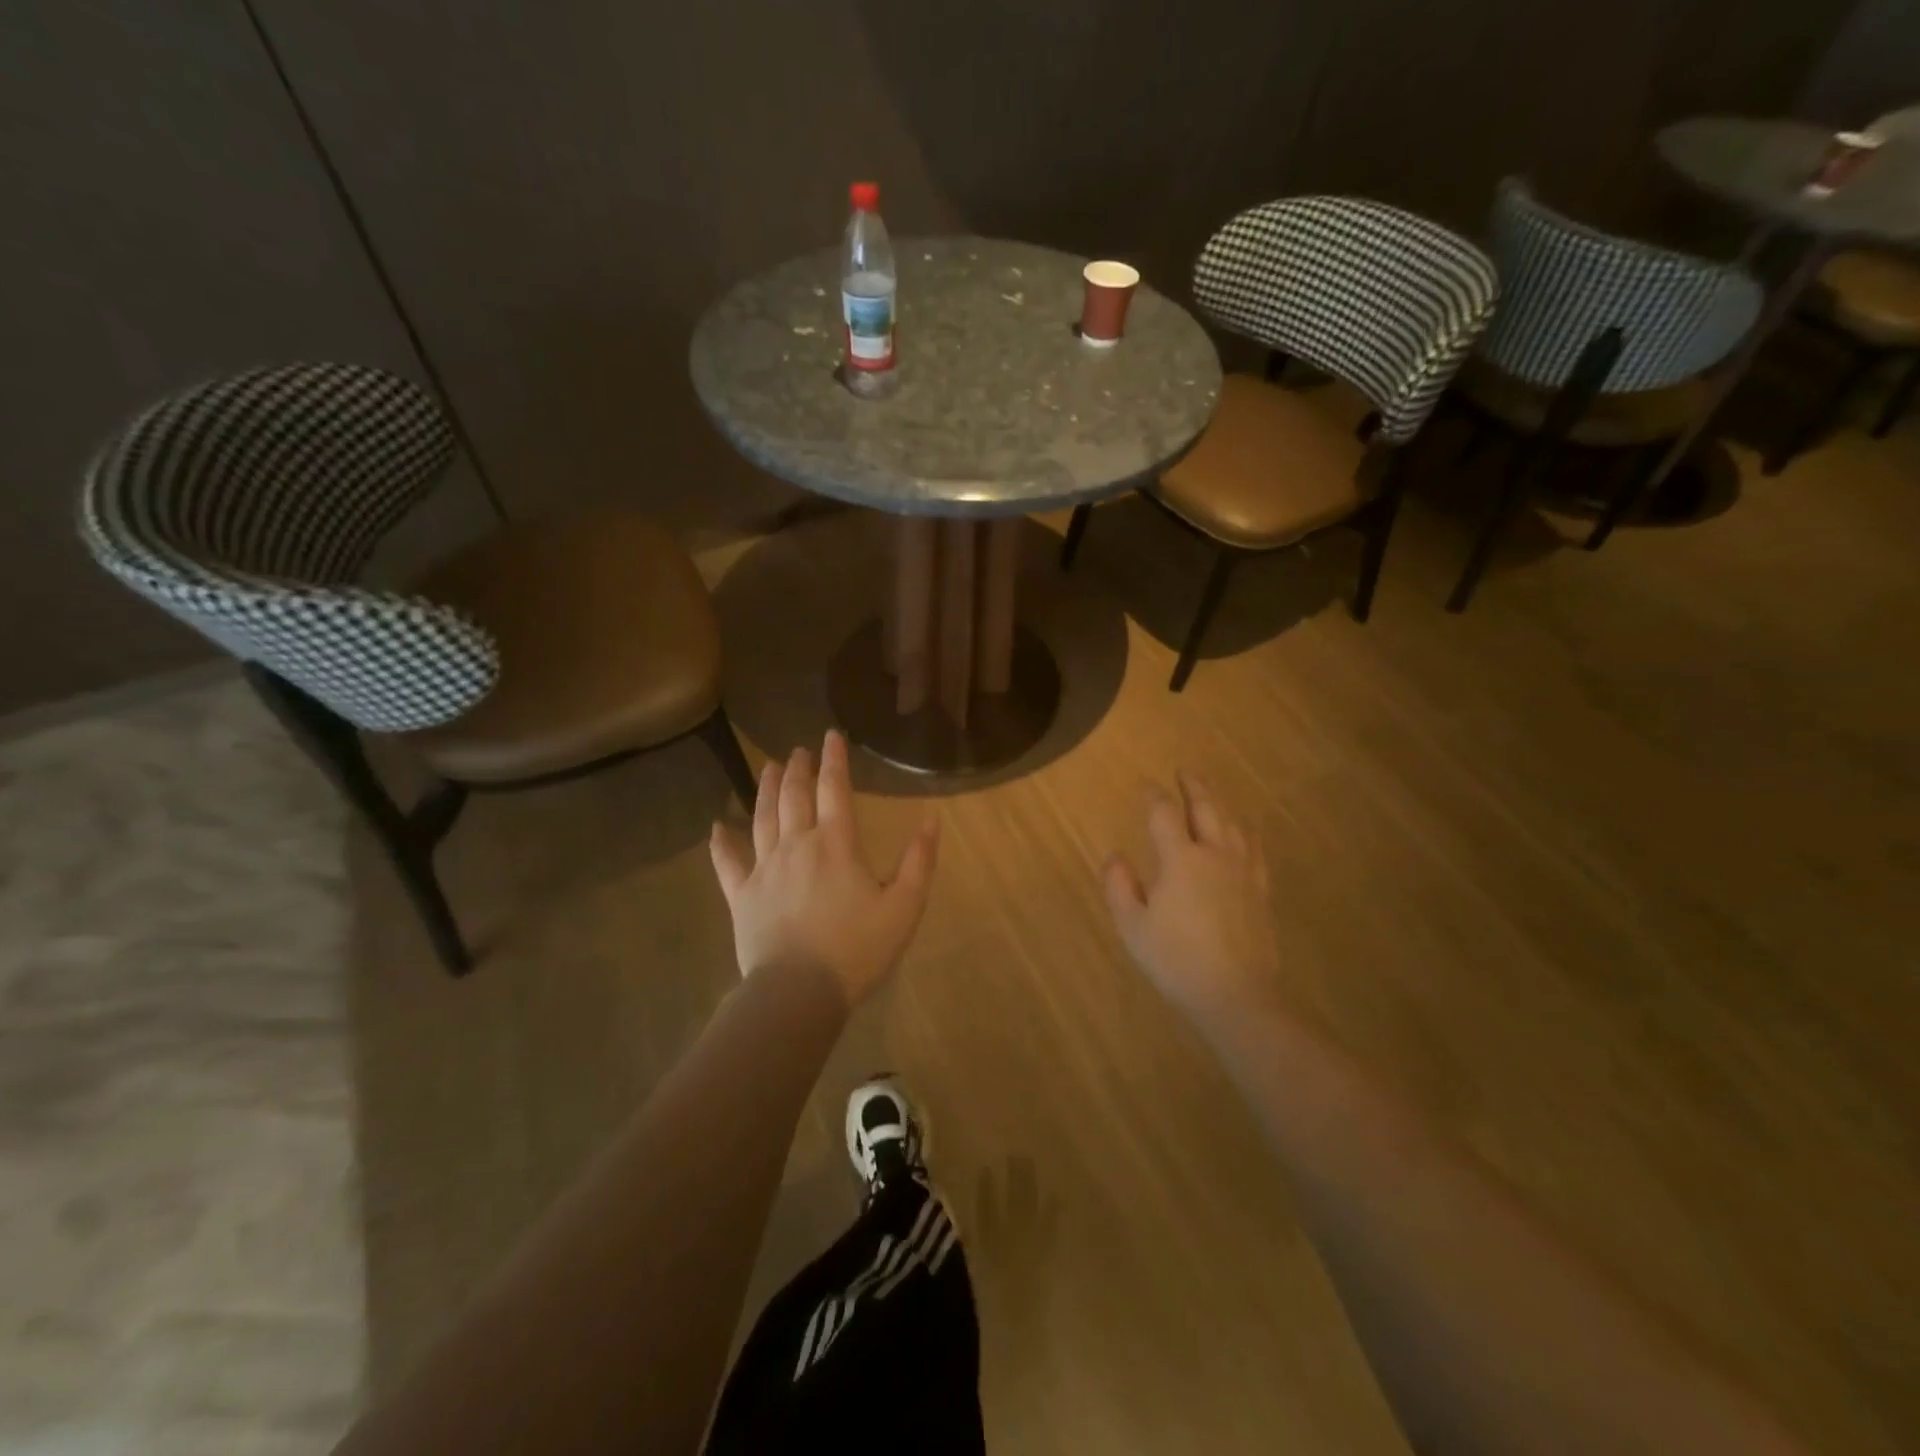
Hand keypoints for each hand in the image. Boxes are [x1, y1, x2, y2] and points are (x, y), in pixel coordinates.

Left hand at [709, 730, 939, 1006]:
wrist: (799, 991)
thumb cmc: (857, 948)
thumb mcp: (904, 907)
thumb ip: (919, 861)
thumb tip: (931, 820)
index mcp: (836, 844)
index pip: (834, 789)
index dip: (834, 760)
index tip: (831, 736)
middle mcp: (797, 845)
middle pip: (794, 796)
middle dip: (797, 769)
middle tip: (798, 750)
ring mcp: (765, 869)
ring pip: (762, 818)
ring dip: (765, 789)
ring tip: (768, 767)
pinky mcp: (741, 895)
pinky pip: (728, 863)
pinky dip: (721, 843)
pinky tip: (716, 826)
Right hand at [1102, 771, 1280, 1025]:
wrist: (1235, 994)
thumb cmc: (1175, 959)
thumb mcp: (1132, 925)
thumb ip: (1119, 885)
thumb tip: (1115, 855)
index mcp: (1180, 859)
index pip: (1164, 814)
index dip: (1153, 795)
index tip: (1145, 785)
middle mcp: (1215, 854)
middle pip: (1206, 808)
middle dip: (1194, 786)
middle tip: (1185, 770)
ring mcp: (1243, 872)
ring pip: (1233, 824)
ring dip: (1219, 803)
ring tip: (1211, 793)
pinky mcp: (1260, 891)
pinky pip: (1255, 850)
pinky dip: (1246, 833)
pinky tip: (1244, 833)